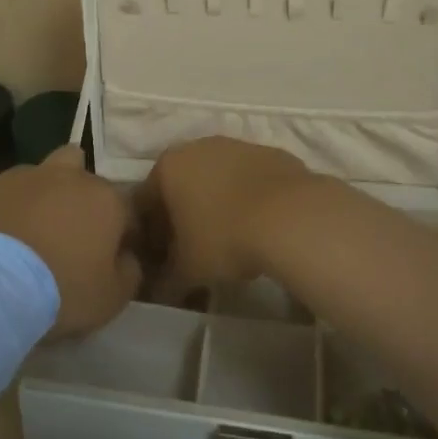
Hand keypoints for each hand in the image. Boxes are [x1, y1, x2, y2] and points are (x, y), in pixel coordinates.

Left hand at [0, 146, 141, 336]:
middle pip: (86, 177)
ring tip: (37, 227)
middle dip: (84, 198)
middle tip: (73, 233)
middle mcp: (73, 177)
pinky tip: (9, 230)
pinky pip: (15, 188)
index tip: (113, 257)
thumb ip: (129, 270)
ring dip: (49, 193)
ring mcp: (31, 175)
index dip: (123, 234)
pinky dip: (17, 203)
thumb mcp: (113, 296)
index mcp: (107, 199)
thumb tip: (126, 256)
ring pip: (49, 172)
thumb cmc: (63, 289)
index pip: (128, 210)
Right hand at [132, 136, 313, 302]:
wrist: (292, 217)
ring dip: (217, 204)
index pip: (145, 202)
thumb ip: (167, 280)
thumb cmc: (224, 238)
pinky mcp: (271, 153)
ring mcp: (237, 146)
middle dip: (184, 216)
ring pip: (217, 179)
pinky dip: (248, 198)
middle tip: (194, 250)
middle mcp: (198, 147)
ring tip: (231, 239)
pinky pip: (249, 179)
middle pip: (181, 185)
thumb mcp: (188, 269)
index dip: (151, 234)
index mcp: (168, 166)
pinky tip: (259, 226)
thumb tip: (159, 292)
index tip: (164, 260)